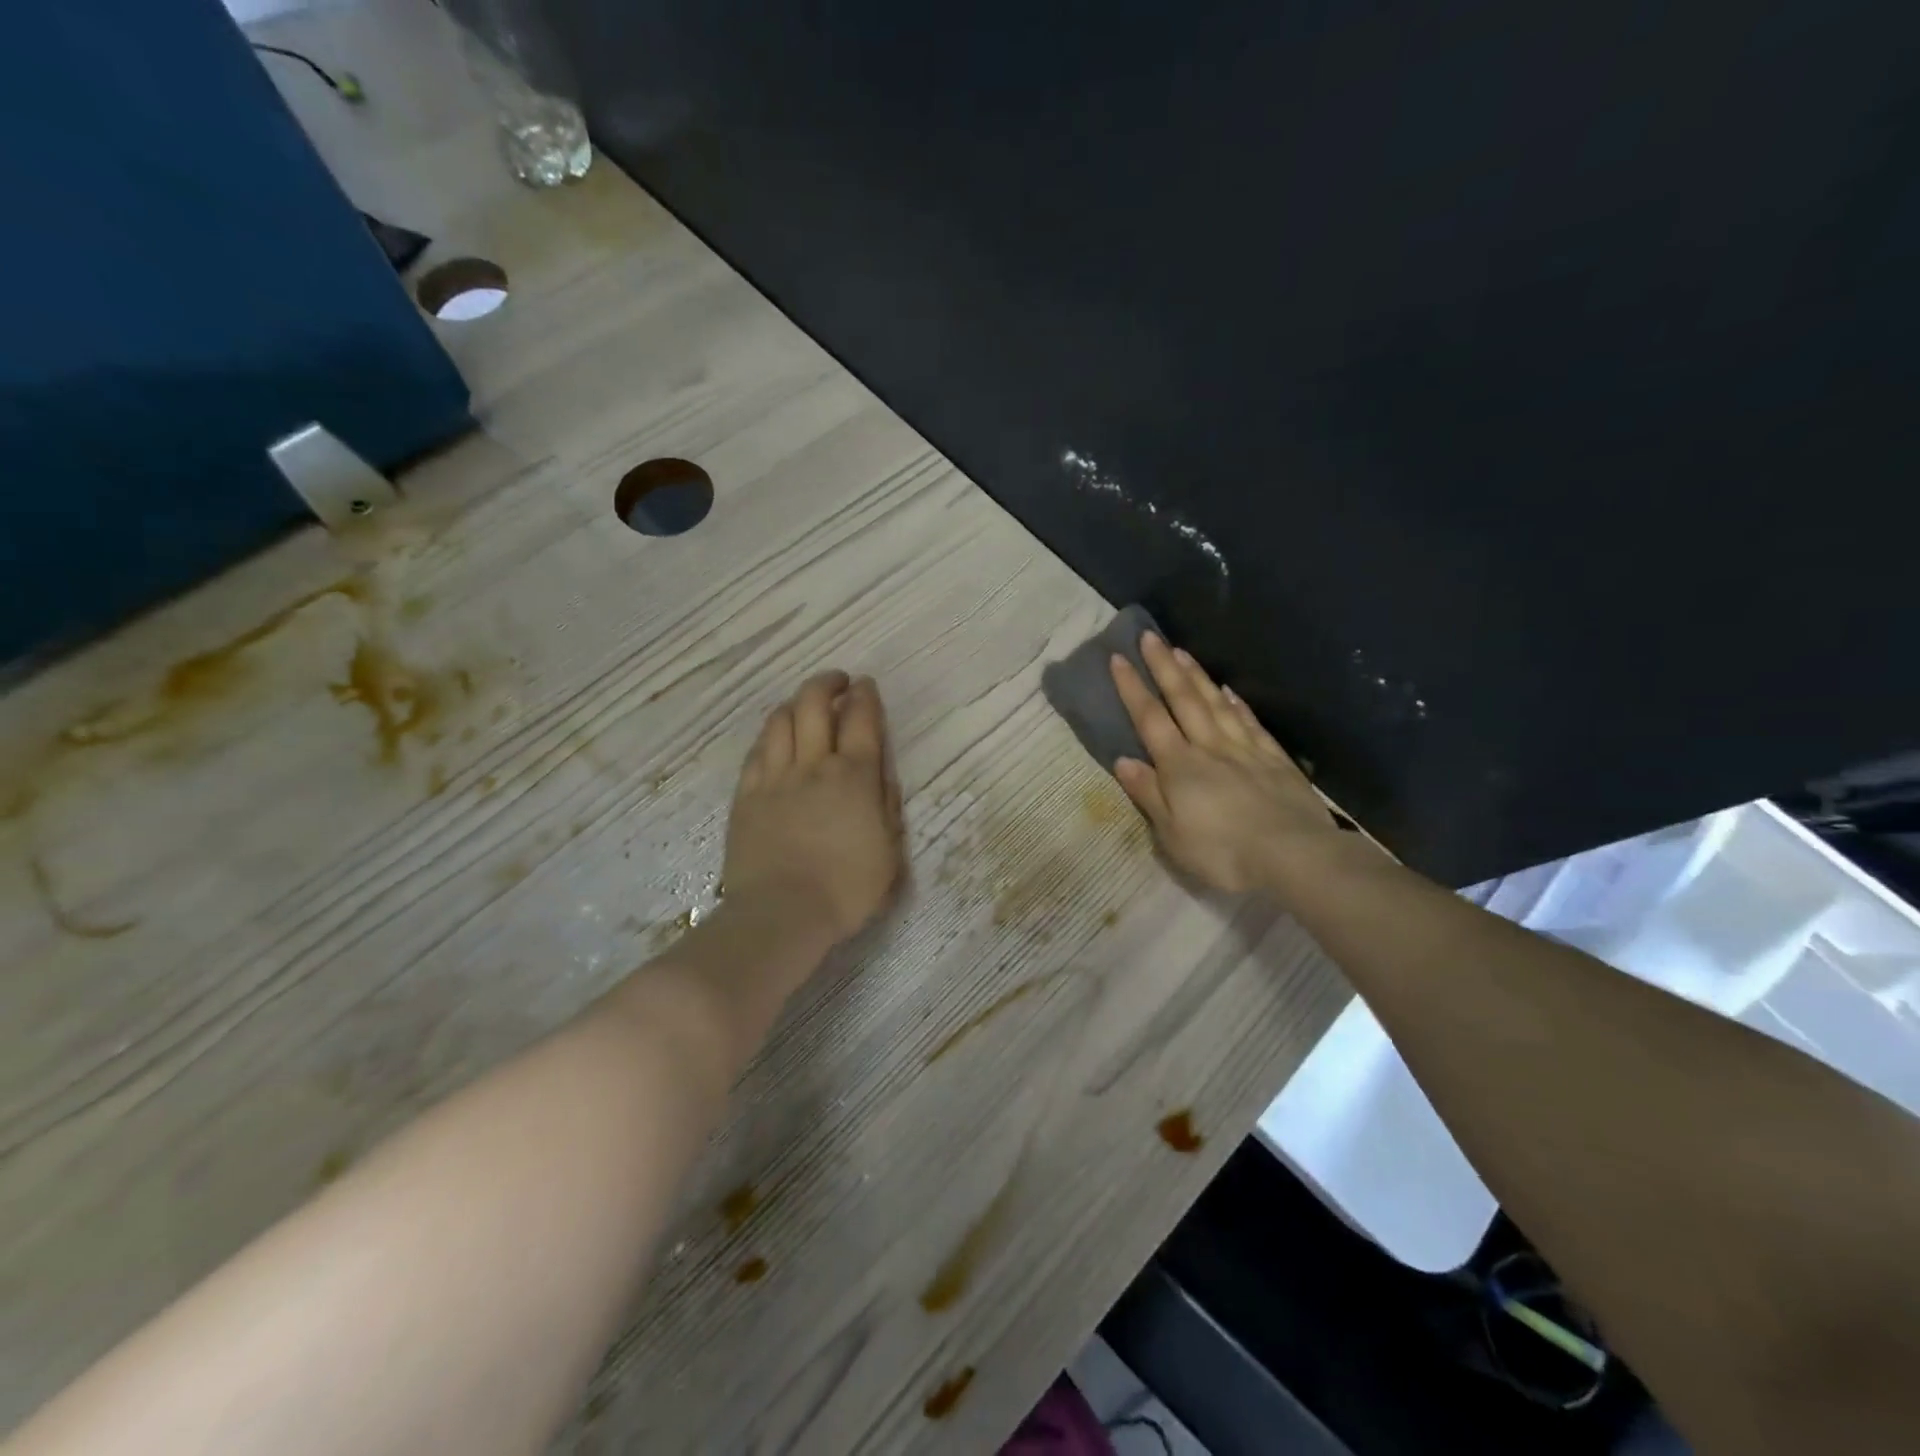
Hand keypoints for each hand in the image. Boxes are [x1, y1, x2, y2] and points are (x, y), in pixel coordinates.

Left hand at [723, 671, 905, 945]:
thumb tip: (883, 776)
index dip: (865, 696)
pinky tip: (775, 737)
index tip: (866, 685)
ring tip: (805, 705)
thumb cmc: (846, 890)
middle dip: (827, 684)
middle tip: (837, 682)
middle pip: (814, 704)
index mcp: (855, 777)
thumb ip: (888, 808)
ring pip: (781, 720)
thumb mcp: (890, 853)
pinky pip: (757, 750)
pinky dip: (771, 734)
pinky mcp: (747, 795)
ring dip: (796, 703)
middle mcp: (814, 765)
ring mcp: (775, 777)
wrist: (782, 914)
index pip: (861, 719)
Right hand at [1110, 634, 1342, 892]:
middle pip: (1184, 700)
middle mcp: (1210, 747)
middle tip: (1150, 636)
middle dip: (1164, 666)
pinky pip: (1251, 723)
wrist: (1294, 856)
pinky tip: (1230, 691)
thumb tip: (1123, 760)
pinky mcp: (1275, 759)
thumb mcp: (1172, 834)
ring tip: (1182, 651)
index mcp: (1180, 766)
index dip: (1132, 688)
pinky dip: (1237, 704)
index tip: (1118, 658)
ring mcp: (1246, 750)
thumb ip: (1148, 794)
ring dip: (1196, 676)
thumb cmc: (1223, 852)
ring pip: (1216, 704)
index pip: (1150, 719)